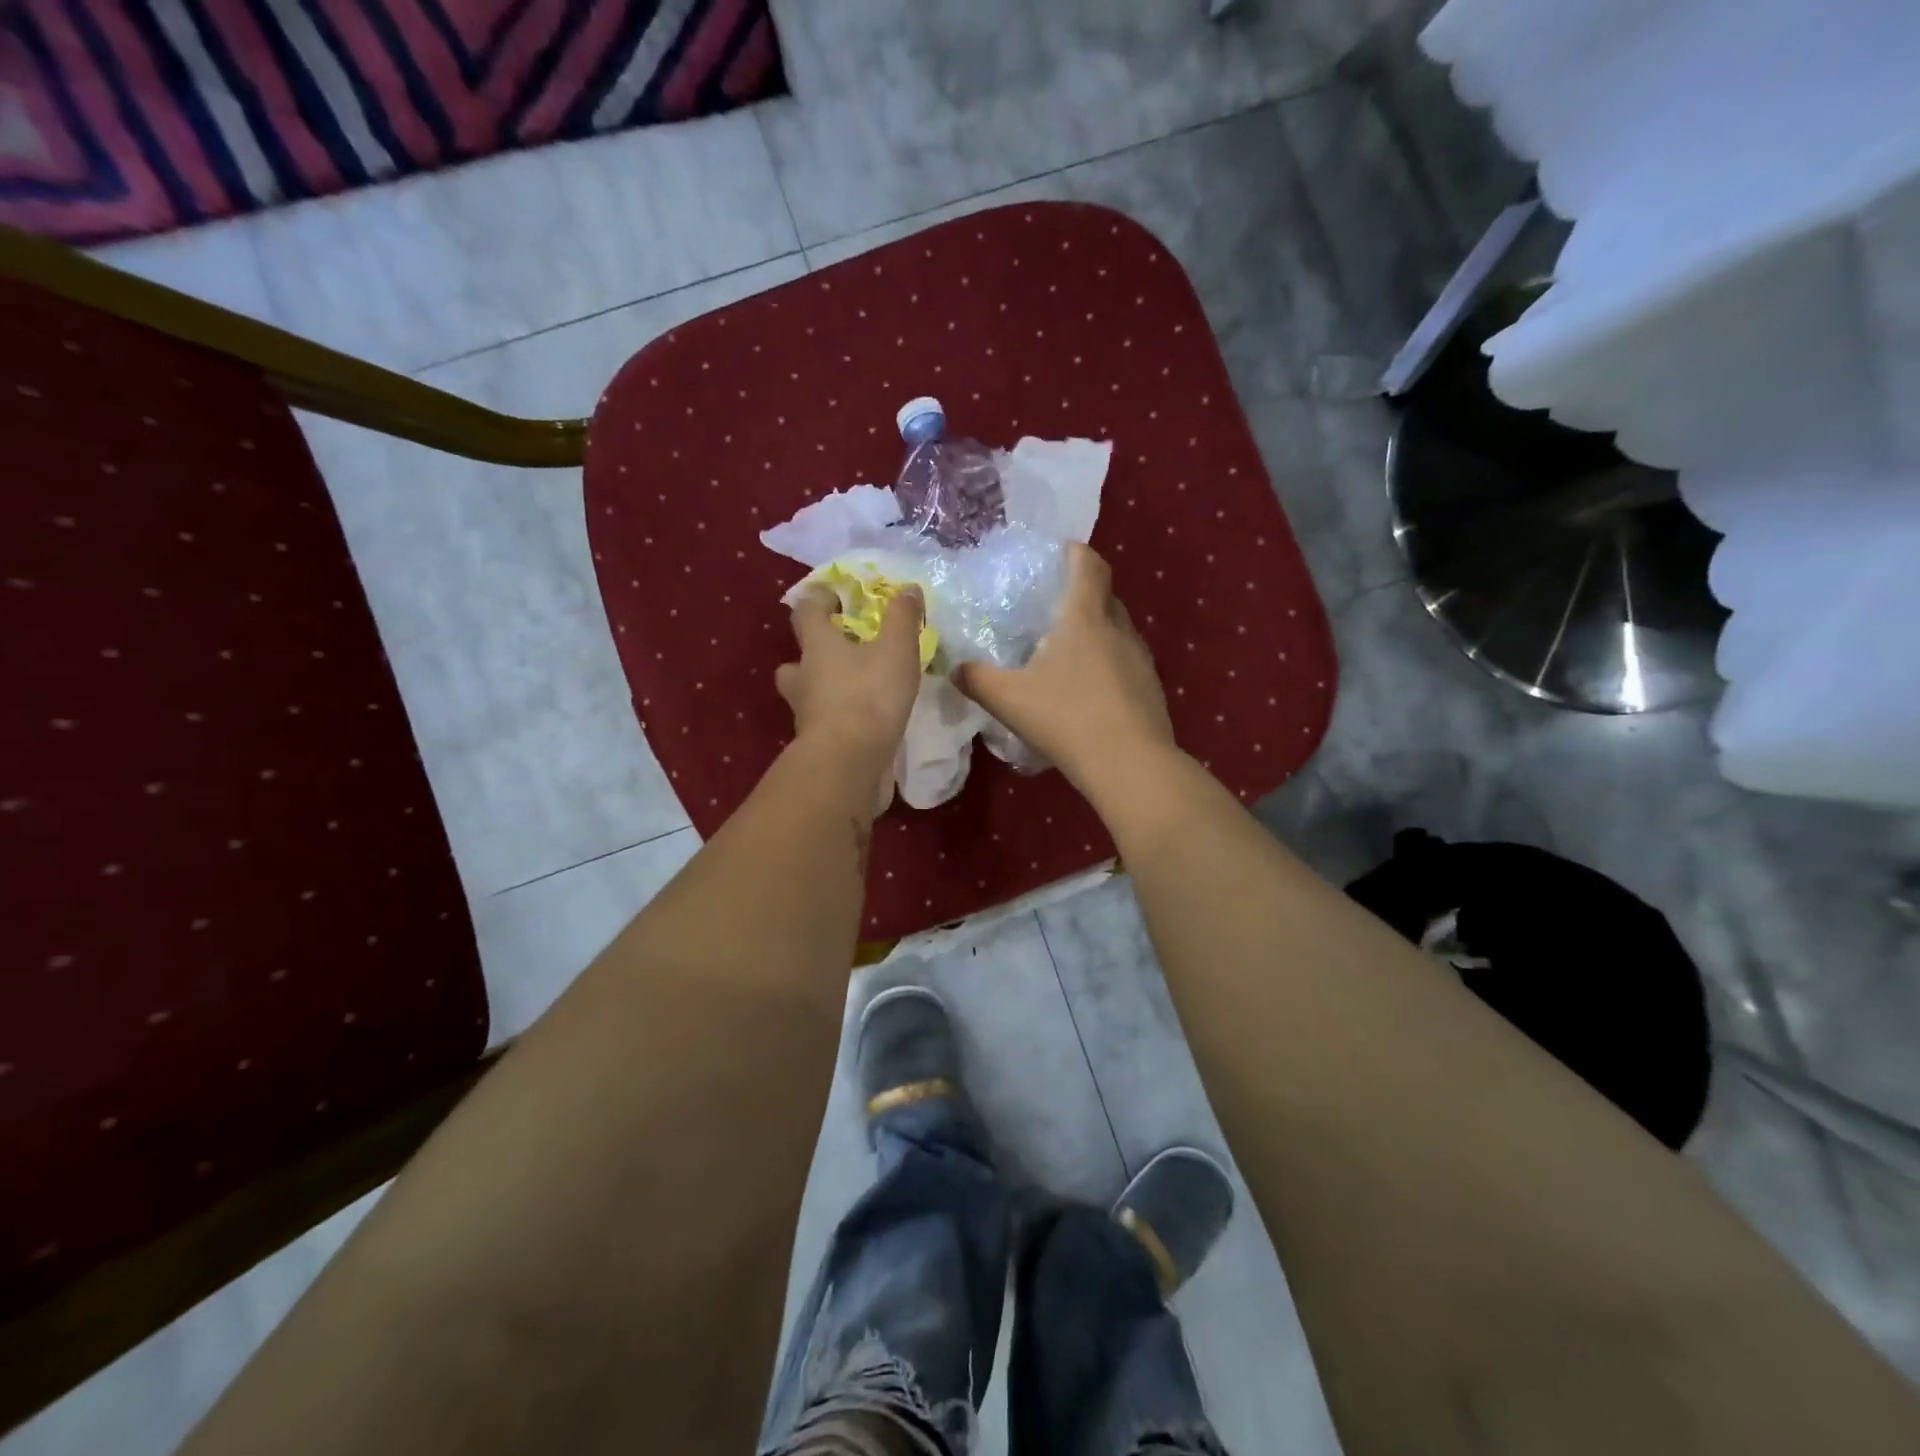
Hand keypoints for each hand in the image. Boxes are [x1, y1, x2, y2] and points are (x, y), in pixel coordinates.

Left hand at [776, 585, 923, 767]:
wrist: (848, 763)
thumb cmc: (868, 696)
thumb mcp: (896, 650)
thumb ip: (902, 618)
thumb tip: (907, 588)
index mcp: (816, 647)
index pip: (806, 611)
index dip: (820, 600)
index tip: (837, 598)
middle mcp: (803, 678)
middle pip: (795, 659)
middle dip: (813, 653)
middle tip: (841, 653)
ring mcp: (805, 715)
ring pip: (806, 695)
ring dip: (824, 690)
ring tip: (855, 691)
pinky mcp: (817, 745)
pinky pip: (825, 724)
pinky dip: (839, 720)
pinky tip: (865, 723)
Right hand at [954, 544, 1174, 791]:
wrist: (1130, 766)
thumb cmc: (1067, 719)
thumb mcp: (1008, 699)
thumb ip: (976, 679)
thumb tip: (954, 668)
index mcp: (1085, 618)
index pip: (1088, 564)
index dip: (1075, 552)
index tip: (1058, 554)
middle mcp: (1119, 629)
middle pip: (1105, 595)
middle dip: (1082, 594)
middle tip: (1051, 609)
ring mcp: (1141, 659)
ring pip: (1118, 630)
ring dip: (1096, 632)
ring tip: (1068, 653)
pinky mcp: (1151, 688)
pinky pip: (1127, 662)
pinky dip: (1108, 664)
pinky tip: (1089, 692)